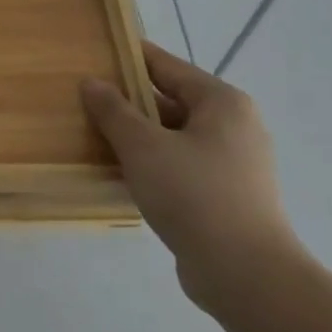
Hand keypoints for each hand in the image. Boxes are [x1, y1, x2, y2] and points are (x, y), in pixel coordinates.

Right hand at [81, 41, 301, 311]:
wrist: (246, 275)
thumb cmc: (193, 195)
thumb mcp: (142, 146)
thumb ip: (113, 110)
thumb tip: (92, 82)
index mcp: (222, 102)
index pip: (166, 65)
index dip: (128, 59)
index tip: (92, 55)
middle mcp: (235, 125)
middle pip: (171, 100)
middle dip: (129, 101)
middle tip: (85, 100)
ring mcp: (234, 163)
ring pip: (174, 135)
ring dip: (138, 135)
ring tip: (95, 135)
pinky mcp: (228, 195)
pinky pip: (181, 164)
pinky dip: (153, 162)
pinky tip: (121, 172)